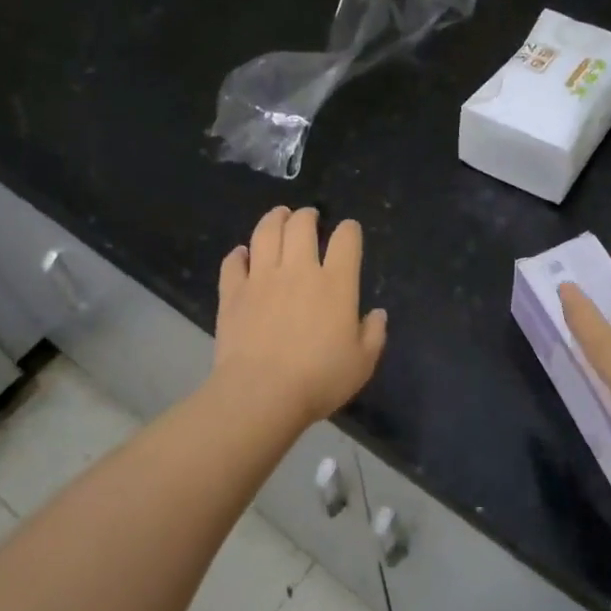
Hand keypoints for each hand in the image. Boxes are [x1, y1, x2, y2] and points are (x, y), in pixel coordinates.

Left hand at [210, 206, 387, 428]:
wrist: (261, 394)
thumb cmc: (319, 380)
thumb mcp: (362, 363)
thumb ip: (374, 334)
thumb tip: (378, 314)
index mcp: (336, 283)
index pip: (346, 239)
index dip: (349, 230)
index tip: (349, 231)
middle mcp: (298, 270)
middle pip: (301, 225)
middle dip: (308, 215)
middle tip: (310, 217)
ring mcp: (261, 278)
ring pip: (266, 233)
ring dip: (274, 219)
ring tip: (279, 216)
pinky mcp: (232, 293)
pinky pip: (233, 262)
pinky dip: (238, 254)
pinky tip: (242, 255)